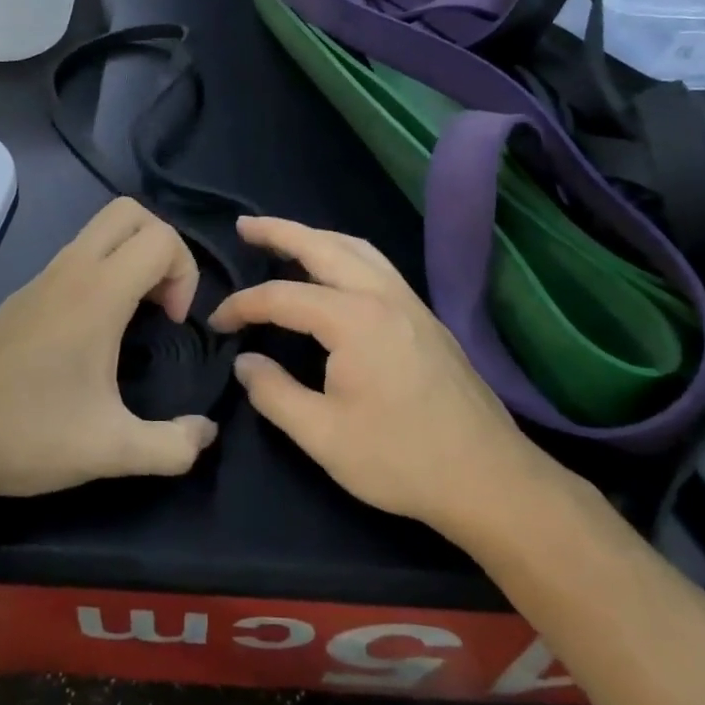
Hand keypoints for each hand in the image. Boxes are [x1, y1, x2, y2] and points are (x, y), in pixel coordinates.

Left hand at [0, 198, 218, 509]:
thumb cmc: (29, 435)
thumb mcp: (112, 450)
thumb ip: (173, 446)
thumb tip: (207, 434)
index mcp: (97, 293)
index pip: (160, 238)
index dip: (185, 272)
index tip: (173, 323)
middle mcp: (69, 271)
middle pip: (129, 213)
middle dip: (162, 246)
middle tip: (161, 302)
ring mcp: (40, 280)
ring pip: (99, 231)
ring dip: (130, 258)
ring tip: (134, 320)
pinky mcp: (23, 297)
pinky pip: (75, 258)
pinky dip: (103, 273)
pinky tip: (94, 335)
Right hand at [210, 216, 550, 540]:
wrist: (489, 478)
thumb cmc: (400, 459)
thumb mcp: (323, 436)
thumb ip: (274, 393)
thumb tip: (245, 362)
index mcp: (353, 319)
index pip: (282, 297)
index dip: (243, 306)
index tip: (216, 323)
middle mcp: (382, 296)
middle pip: (324, 246)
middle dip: (280, 231)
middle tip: (245, 226)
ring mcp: (410, 303)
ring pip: (357, 249)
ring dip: (317, 237)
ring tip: (286, 239)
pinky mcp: (426, 318)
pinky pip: (377, 266)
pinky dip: (345, 254)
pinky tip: (336, 271)